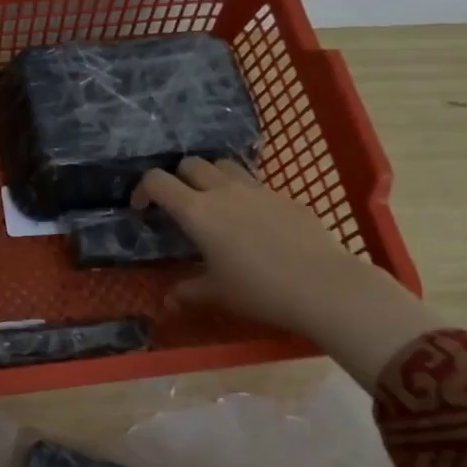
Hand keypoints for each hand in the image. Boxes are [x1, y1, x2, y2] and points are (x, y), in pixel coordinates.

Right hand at [134, 158, 442, 385]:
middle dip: (177, 178)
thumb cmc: (259, 289)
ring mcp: (257, 190)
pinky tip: (253, 221)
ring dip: (211, 176)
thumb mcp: (216, 294)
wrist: (324, 285)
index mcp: (197, 211)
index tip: (142, 209)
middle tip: (179, 204)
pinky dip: (244, 193)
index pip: (157, 181)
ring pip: (224, 165)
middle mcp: (223, 191)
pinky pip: (256, 184)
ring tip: (214, 202)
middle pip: (190, 163)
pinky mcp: (285, 197)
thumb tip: (167, 302)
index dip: (143, 189)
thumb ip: (188, 292)